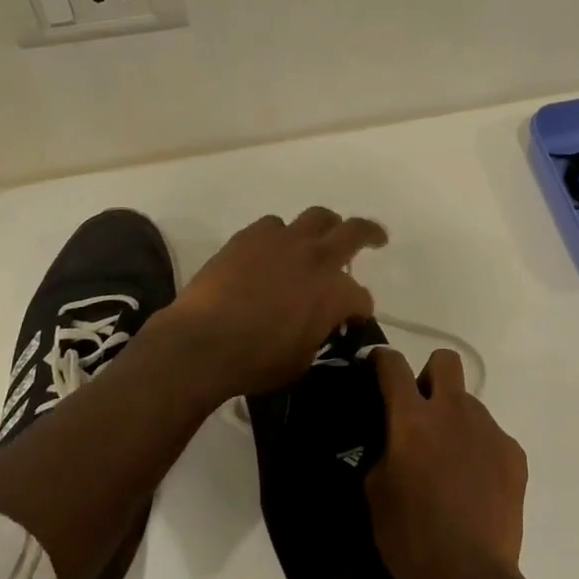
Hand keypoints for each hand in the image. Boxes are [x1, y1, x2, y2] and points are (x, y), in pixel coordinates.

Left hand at [163, 207, 386, 401]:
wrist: (202, 342)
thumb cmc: (255, 361)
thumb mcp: (301, 359)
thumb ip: (318, 333)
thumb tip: (319, 324)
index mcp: (334, 292)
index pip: (361, 297)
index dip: (360, 309)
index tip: (354, 318)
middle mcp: (315, 257)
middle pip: (353, 231)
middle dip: (369, 233)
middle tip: (375, 238)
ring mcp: (282, 241)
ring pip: (315, 217)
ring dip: (323, 228)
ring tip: (319, 238)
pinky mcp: (250, 236)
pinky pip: (273, 225)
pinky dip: (280, 236)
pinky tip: (272, 250)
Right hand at [366, 346, 527, 578]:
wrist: (469, 577)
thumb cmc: (411, 537)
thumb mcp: (376, 493)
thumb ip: (385, 452)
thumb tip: (394, 441)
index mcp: (413, 418)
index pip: (394, 366)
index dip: (383, 359)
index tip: (378, 365)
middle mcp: (453, 411)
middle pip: (445, 361)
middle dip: (431, 374)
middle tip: (423, 410)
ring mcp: (488, 430)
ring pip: (470, 405)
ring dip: (457, 422)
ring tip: (452, 465)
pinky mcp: (514, 454)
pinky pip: (493, 438)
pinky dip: (482, 452)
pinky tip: (477, 487)